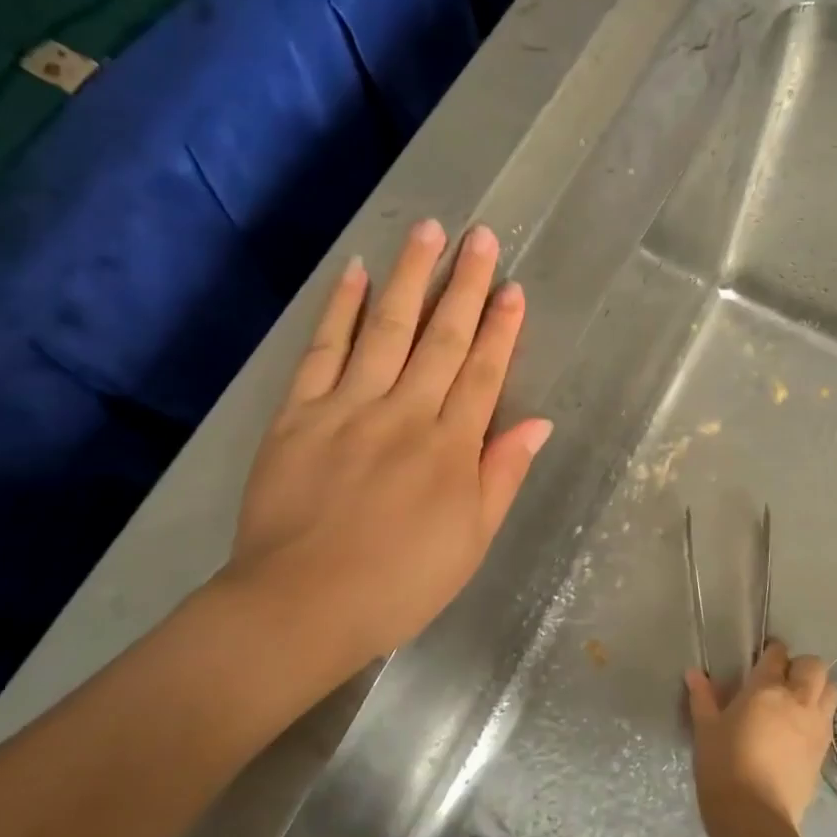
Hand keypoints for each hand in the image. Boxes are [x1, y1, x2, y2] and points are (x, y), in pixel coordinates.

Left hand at [221, 219, 551, 678]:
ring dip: (410, 277)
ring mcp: (349, 408)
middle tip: (480, 236)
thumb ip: (501, 475)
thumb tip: (537, 423)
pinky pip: (324, 351)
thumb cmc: (399, 584)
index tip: (514, 288)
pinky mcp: (299, 414)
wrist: (302, 605)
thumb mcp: (471, 541)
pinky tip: (357, 274)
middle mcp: (405, 414)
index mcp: (451, 448)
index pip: (483, 373)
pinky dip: (341, 310)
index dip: (501, 329)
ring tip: (427, 231)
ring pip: (387, 330)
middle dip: (465, 285)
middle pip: (441, 338)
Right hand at [685, 640, 835, 836]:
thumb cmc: (724, 767)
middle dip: (801, 667)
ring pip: (830, 691)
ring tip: (796, 703)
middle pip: (814, 666)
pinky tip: (798, 731)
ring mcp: (817, 727)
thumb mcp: (706, 730)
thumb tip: (694, 673)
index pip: (778, 654)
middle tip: (781, 680)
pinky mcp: (824, 754)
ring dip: (817, 689)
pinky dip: (818, 717)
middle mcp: (798, 701)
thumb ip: (703, 698)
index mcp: (767, 689)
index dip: (772, 651)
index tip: (762, 657)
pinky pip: (828, 721)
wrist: (755, 819)